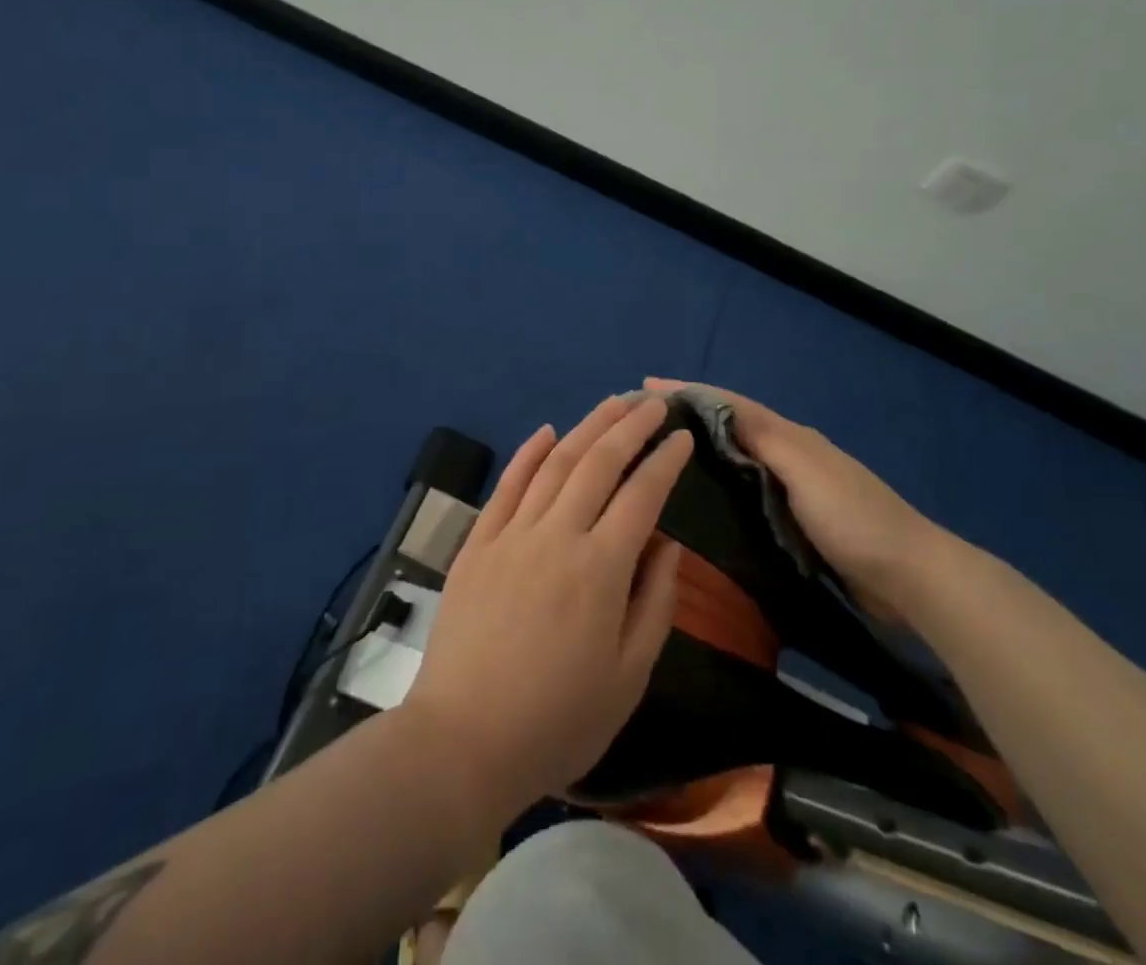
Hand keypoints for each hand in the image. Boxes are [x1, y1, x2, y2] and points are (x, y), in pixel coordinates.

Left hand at [404, 396, 692, 824]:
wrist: (462, 742)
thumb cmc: (557, 720)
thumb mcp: (629, 678)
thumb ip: (655, 603)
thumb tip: (667, 544)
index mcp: (600, 569)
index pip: (642, 495)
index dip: (665, 460)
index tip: (683, 437)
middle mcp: (557, 535)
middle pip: (599, 462)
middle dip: (631, 426)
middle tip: (654, 402)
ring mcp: (511, 534)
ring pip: (555, 463)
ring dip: (587, 426)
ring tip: (613, 403)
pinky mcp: (477, 543)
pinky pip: (506, 485)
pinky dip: (528, 453)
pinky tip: (546, 431)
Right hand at [644, 378, 945, 615]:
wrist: (909, 576)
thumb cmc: (853, 518)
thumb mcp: (805, 468)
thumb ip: (763, 437)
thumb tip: (716, 407)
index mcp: (790, 436)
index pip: (729, 405)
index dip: (688, 392)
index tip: (644, 388)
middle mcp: (789, 454)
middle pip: (730, 426)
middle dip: (688, 417)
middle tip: (643, 423)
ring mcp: (794, 488)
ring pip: (737, 458)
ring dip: (701, 449)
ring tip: (660, 454)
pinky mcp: (795, 521)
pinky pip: (747, 490)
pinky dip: (720, 482)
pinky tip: (701, 497)